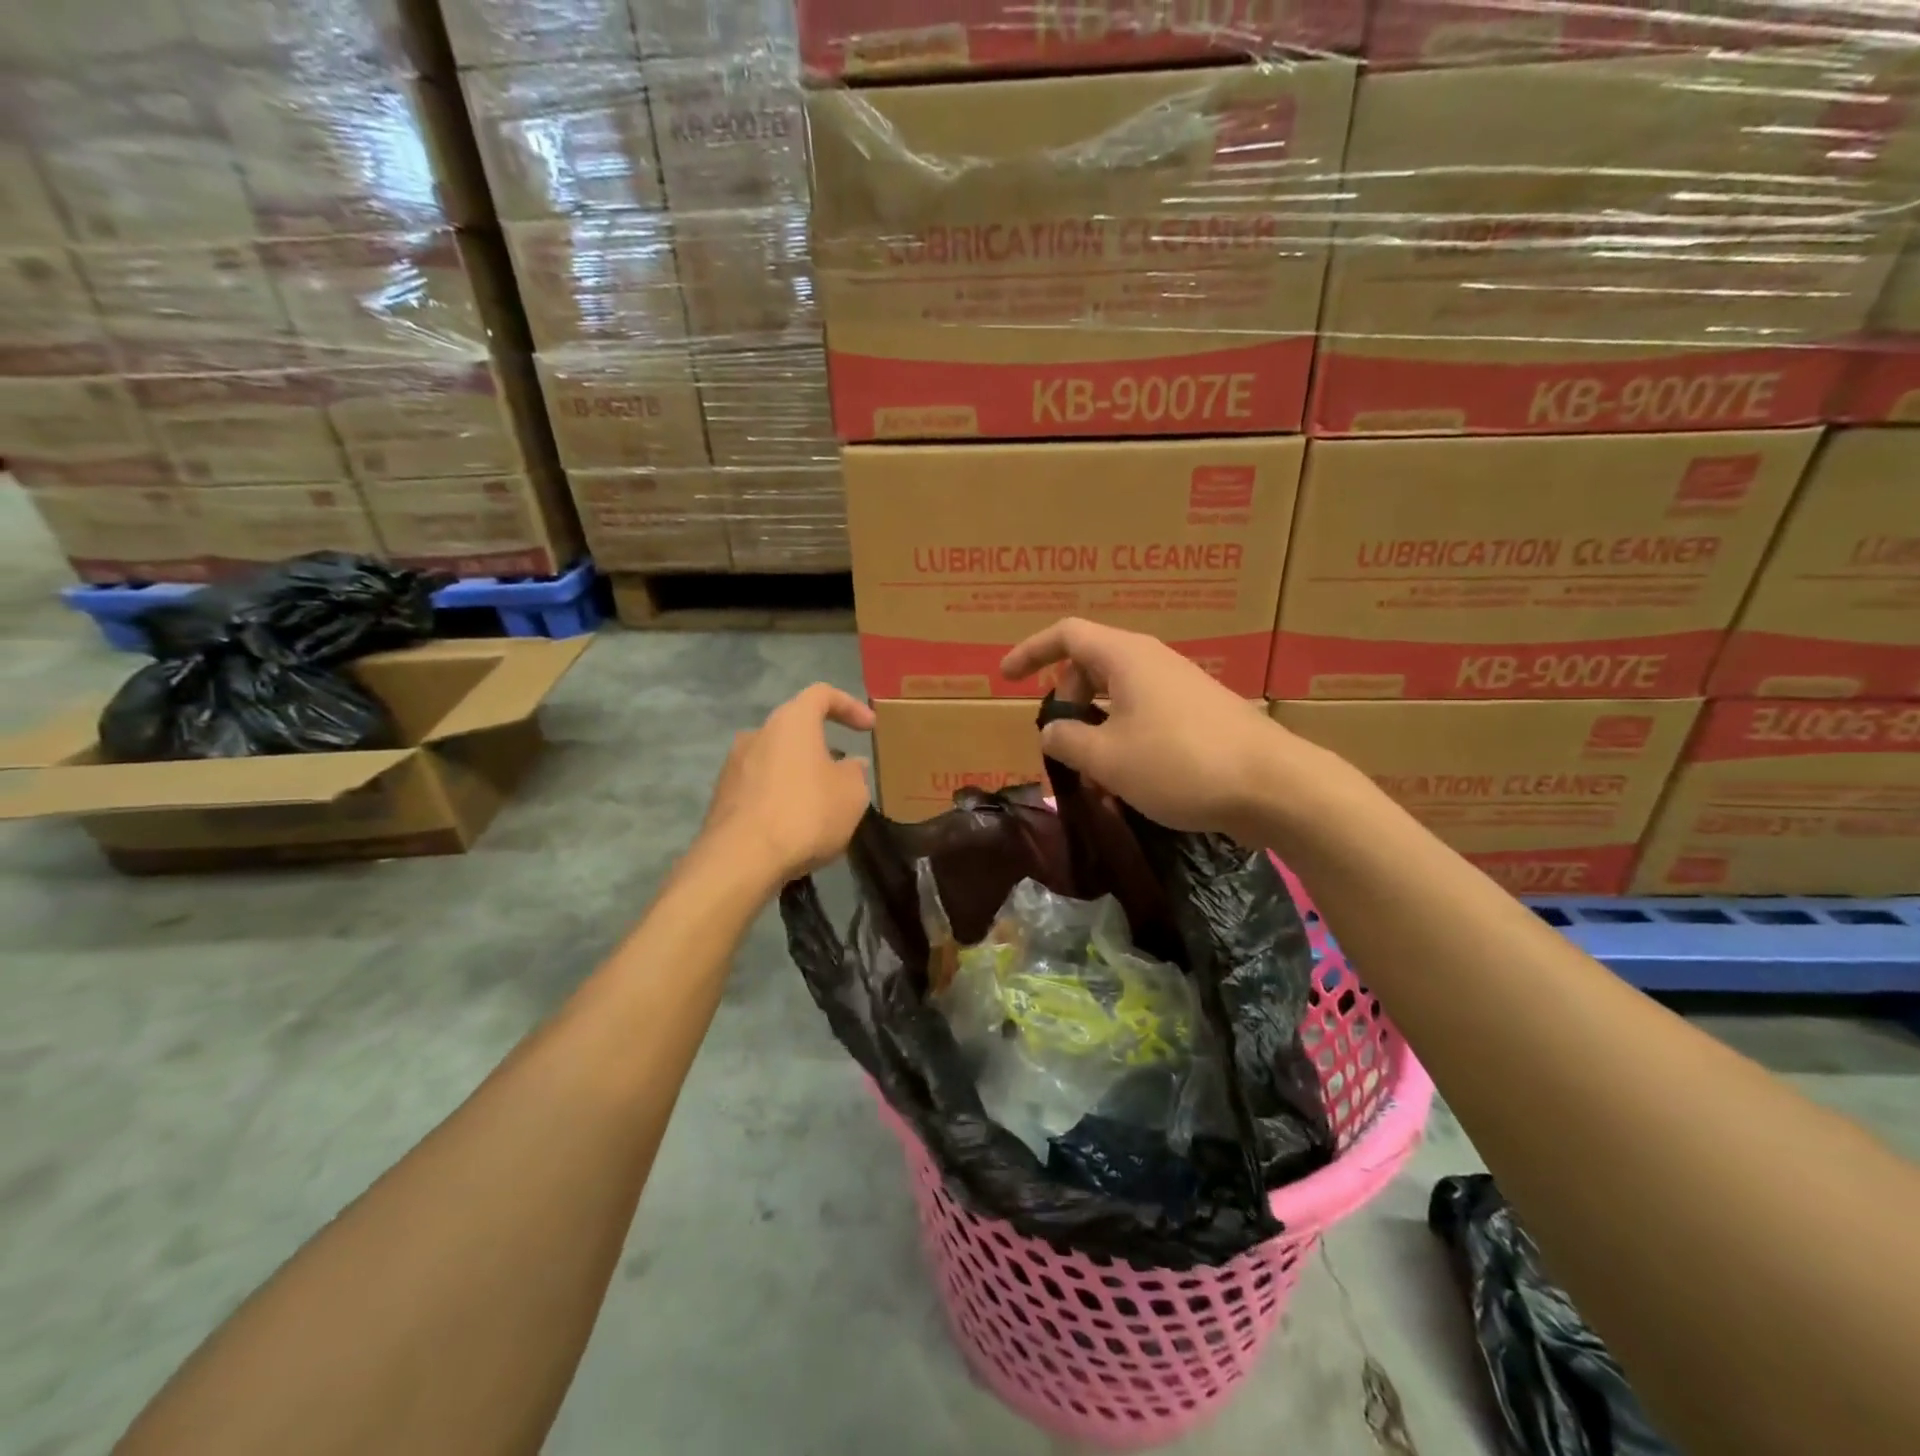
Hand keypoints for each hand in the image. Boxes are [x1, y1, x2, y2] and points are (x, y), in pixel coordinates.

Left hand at [698, 684, 874, 887]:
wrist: (741, 859)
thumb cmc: (806, 814)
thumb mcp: (852, 794)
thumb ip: (855, 773)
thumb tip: (851, 764)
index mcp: (792, 721)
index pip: (822, 694)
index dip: (850, 706)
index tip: (869, 727)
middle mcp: (758, 733)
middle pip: (795, 727)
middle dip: (823, 745)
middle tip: (845, 770)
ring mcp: (734, 764)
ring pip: (776, 758)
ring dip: (800, 772)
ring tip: (821, 801)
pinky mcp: (722, 796)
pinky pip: (760, 786)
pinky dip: (780, 795)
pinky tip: (795, 823)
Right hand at [1001, 618, 1295, 838]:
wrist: (1274, 786)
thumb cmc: (1179, 763)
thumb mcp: (1107, 758)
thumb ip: (1067, 740)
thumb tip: (1052, 730)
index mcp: (1125, 657)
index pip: (1066, 635)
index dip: (1031, 652)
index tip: (1006, 678)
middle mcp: (1153, 662)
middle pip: (1092, 663)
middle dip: (1066, 696)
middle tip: (1059, 738)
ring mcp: (1181, 687)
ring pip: (1120, 694)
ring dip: (1095, 725)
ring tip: (1091, 772)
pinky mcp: (1200, 714)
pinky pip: (1146, 714)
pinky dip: (1124, 737)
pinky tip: (1128, 781)